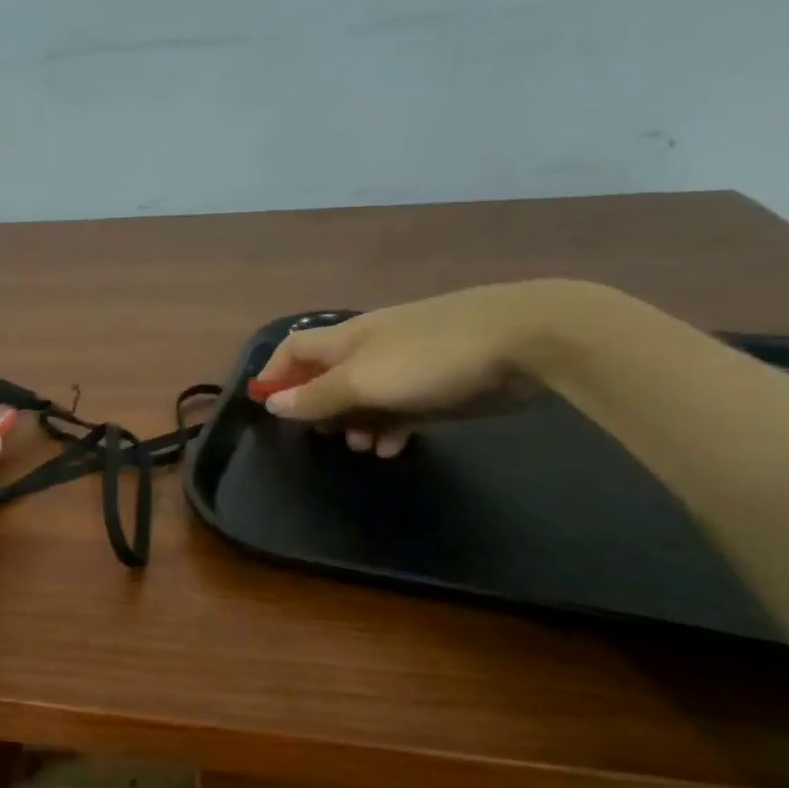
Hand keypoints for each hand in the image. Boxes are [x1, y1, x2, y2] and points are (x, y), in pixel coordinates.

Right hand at [249, 283, 577, 455]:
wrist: (524, 341)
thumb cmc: (428, 357)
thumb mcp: (361, 380)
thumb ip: (316, 396)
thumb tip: (272, 403)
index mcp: (346, 339)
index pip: (294, 349)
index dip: (275, 374)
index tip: (265, 407)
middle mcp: (370, 350)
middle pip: (327, 377)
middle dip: (318, 407)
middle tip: (323, 435)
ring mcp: (405, 368)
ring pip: (363, 398)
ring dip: (355, 423)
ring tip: (362, 446)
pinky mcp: (437, 387)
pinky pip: (398, 410)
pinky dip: (389, 428)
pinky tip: (391, 448)